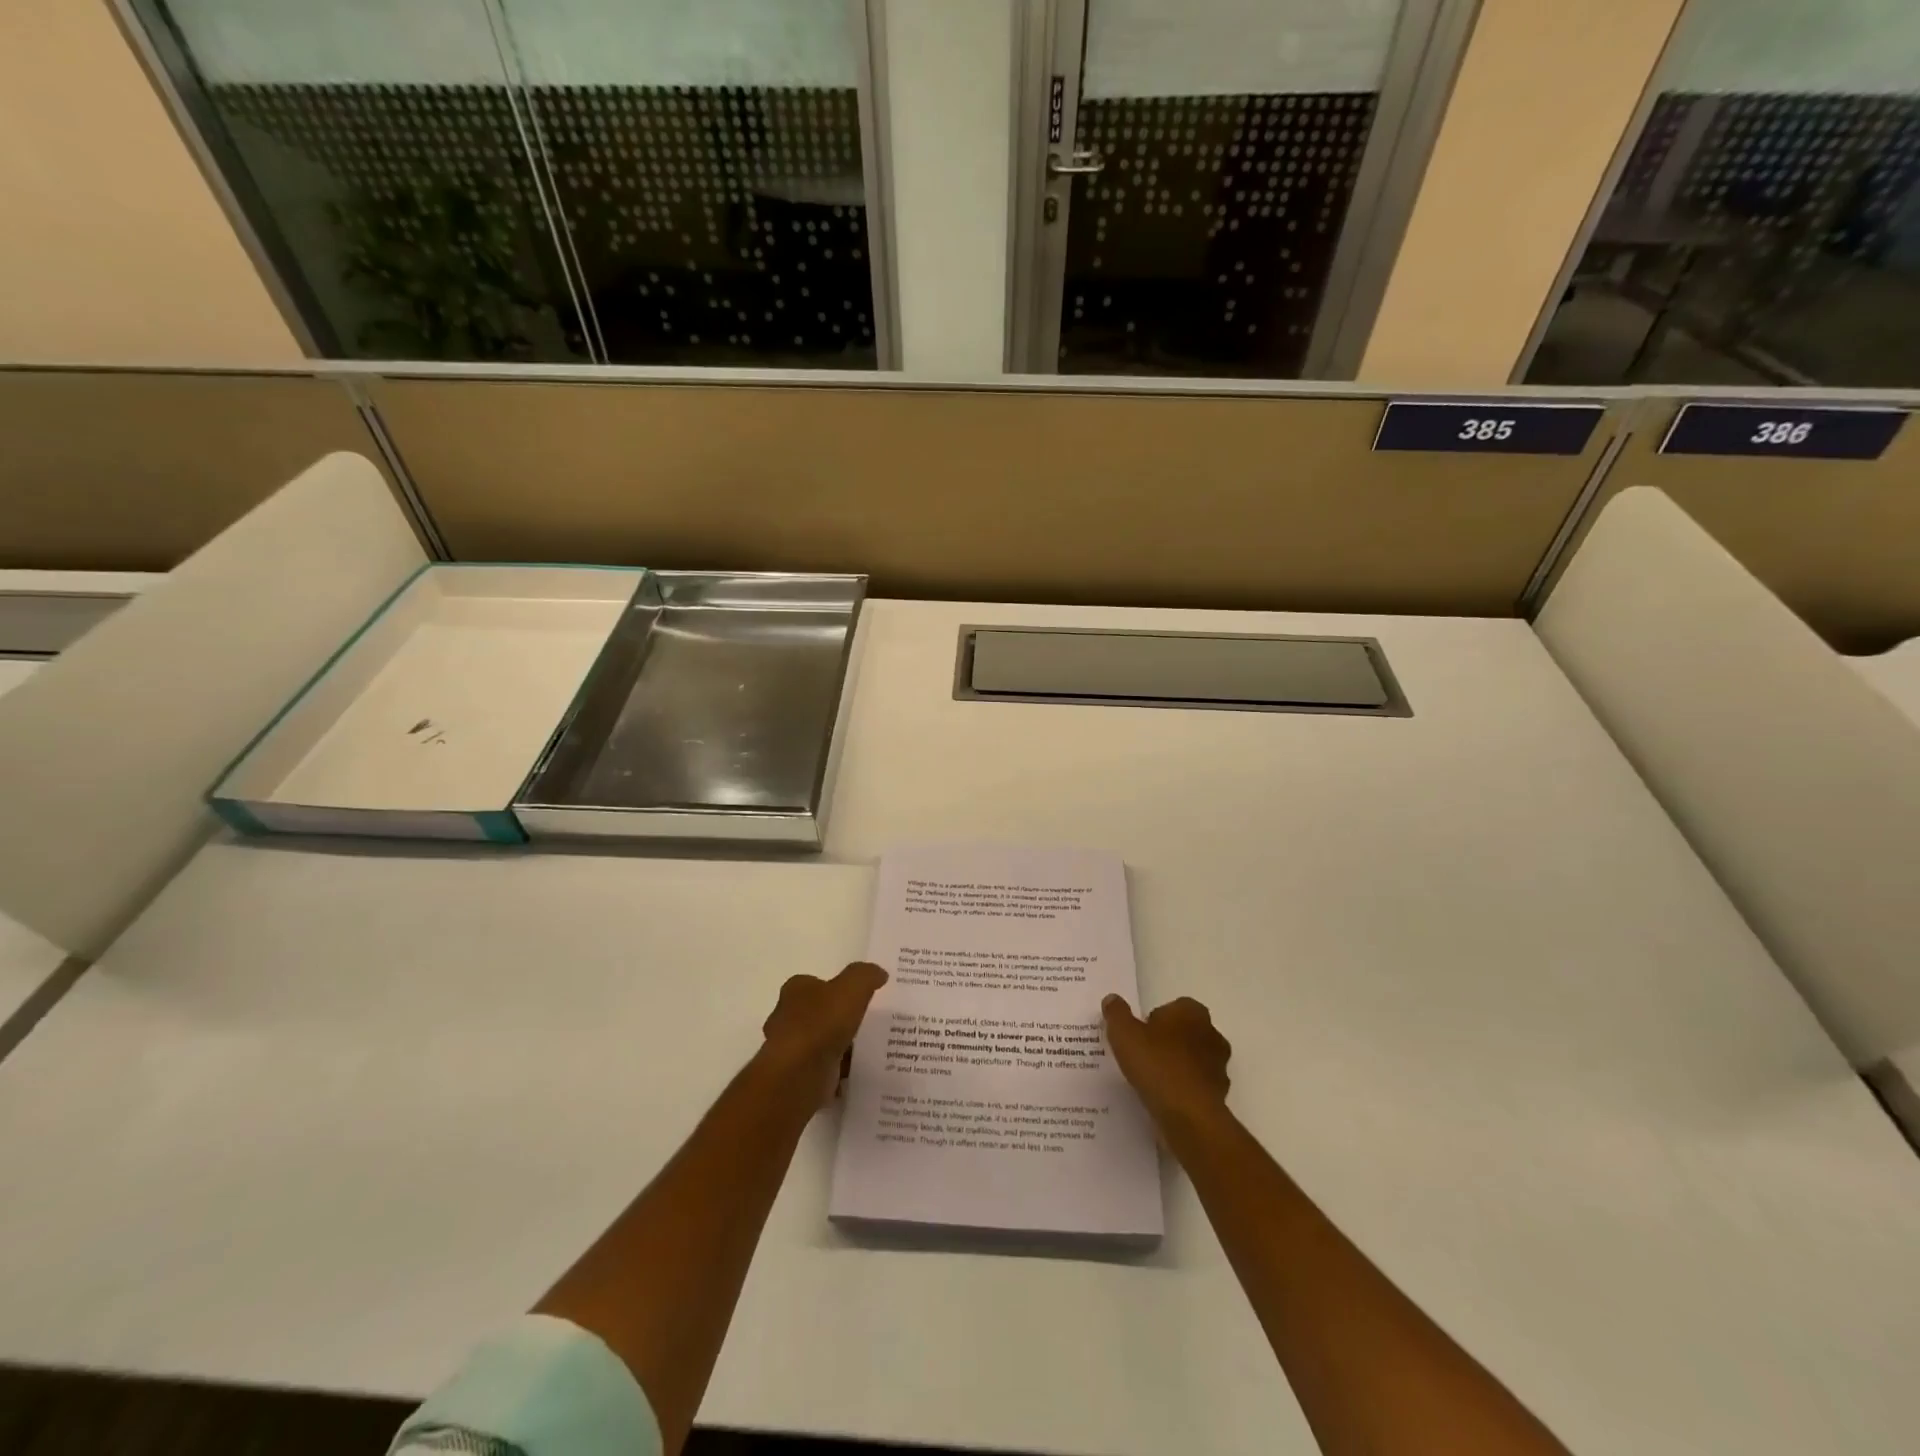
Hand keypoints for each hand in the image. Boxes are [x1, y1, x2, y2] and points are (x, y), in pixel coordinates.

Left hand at [760, 961, 888, 1105]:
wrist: (797, 1076)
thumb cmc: (821, 1024)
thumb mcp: (851, 988)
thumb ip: (865, 976)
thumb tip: (879, 973)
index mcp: (796, 992)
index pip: (813, 984)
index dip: (834, 987)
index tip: (856, 996)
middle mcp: (787, 1018)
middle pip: (816, 1014)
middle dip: (836, 1019)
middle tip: (867, 1022)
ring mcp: (791, 1051)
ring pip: (820, 1044)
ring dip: (838, 1048)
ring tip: (869, 1050)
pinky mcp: (798, 1078)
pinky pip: (824, 1072)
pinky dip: (838, 1073)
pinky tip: (858, 1073)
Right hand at [1102, 994, 1231, 1128]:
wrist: (1189, 1116)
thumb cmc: (1157, 1065)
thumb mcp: (1124, 1034)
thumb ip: (1117, 1014)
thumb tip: (1112, 1000)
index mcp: (1191, 1012)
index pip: (1173, 1007)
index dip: (1154, 1020)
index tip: (1139, 1036)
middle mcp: (1211, 1034)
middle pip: (1185, 1032)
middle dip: (1167, 1041)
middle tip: (1143, 1056)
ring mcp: (1219, 1066)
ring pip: (1193, 1060)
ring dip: (1177, 1066)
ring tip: (1152, 1081)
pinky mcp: (1220, 1094)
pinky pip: (1196, 1085)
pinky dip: (1184, 1089)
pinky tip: (1165, 1100)